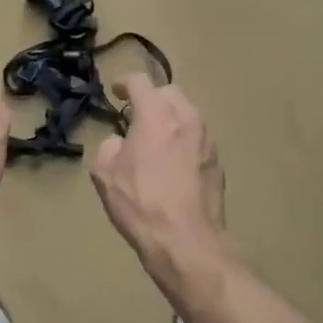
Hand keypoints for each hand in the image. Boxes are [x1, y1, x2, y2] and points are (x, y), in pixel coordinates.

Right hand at [89, 75, 226, 270]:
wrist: (186, 241)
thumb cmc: (141, 203)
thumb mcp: (105, 174)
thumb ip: (109, 146)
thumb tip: (120, 142)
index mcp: (156, 115)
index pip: (140, 82)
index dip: (124, 82)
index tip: (115, 91)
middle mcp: (186, 118)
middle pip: (168, 92)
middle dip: (151, 98)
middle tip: (135, 114)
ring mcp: (206, 139)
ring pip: (187, 113)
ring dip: (170, 117)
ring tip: (155, 137)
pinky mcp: (217, 161)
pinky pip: (197, 137)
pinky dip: (183, 138)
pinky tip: (173, 161)